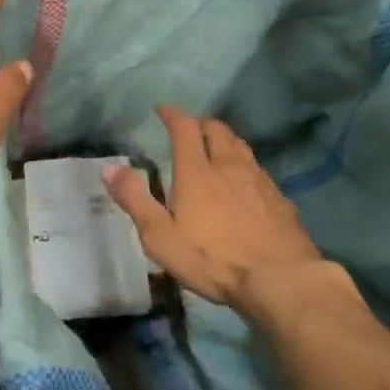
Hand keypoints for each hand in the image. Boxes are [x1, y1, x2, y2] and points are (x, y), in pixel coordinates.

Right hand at [104, 106, 331, 320]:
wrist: (281, 279)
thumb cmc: (212, 259)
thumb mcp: (160, 236)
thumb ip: (135, 200)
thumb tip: (109, 168)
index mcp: (197, 172)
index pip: (185, 128)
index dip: (173, 115)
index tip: (163, 109)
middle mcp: (229, 166)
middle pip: (217, 130)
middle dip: (201, 124)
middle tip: (190, 128)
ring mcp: (259, 181)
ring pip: (241, 146)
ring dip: (225, 140)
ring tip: (216, 147)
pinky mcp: (280, 199)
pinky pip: (258, 170)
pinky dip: (245, 165)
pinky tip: (244, 182)